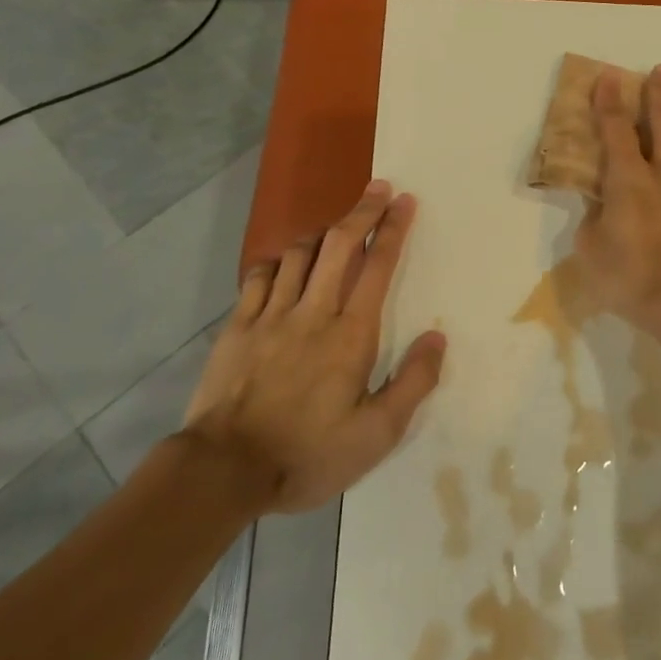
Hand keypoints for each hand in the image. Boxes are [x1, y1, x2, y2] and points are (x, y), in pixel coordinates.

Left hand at [179, 181, 446, 512]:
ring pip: (298, 253)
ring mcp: (271, 315)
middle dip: (362, 211)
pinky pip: (258, 277)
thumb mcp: (376, 435)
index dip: (393, 229)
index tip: (405, 201)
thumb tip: (437, 338)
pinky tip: (284, 261)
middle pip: (339, 245)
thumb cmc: (307, 454)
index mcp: (350, 334)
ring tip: (336, 226)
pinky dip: (277, 260)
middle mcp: (313, 312)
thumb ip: (412, 383)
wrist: (224, 471)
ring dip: (322, 232)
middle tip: (378, 188)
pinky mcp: (238, 327)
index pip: (377, 266)